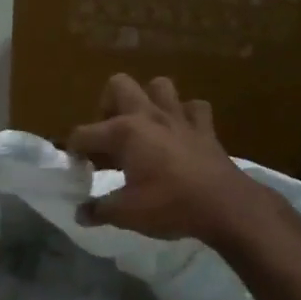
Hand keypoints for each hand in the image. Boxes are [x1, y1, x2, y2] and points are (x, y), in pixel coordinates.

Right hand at [66, 74, 268, 242]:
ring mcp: (179, 117)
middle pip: (119, 85)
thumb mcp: (126, 214)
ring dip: (148, 100)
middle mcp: (148, 115)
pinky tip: (181, 133)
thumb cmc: (170, 205)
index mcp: (124, 132)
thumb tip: (81, 214)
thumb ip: (99, 210)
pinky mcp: (205, 127)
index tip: (78, 170)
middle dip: (107, 106)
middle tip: (109, 137)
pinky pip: (194, 108)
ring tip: (143, 127)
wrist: (225, 206)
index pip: (83, 133)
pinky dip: (185, 116)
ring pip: (159, 86)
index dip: (74, 151)